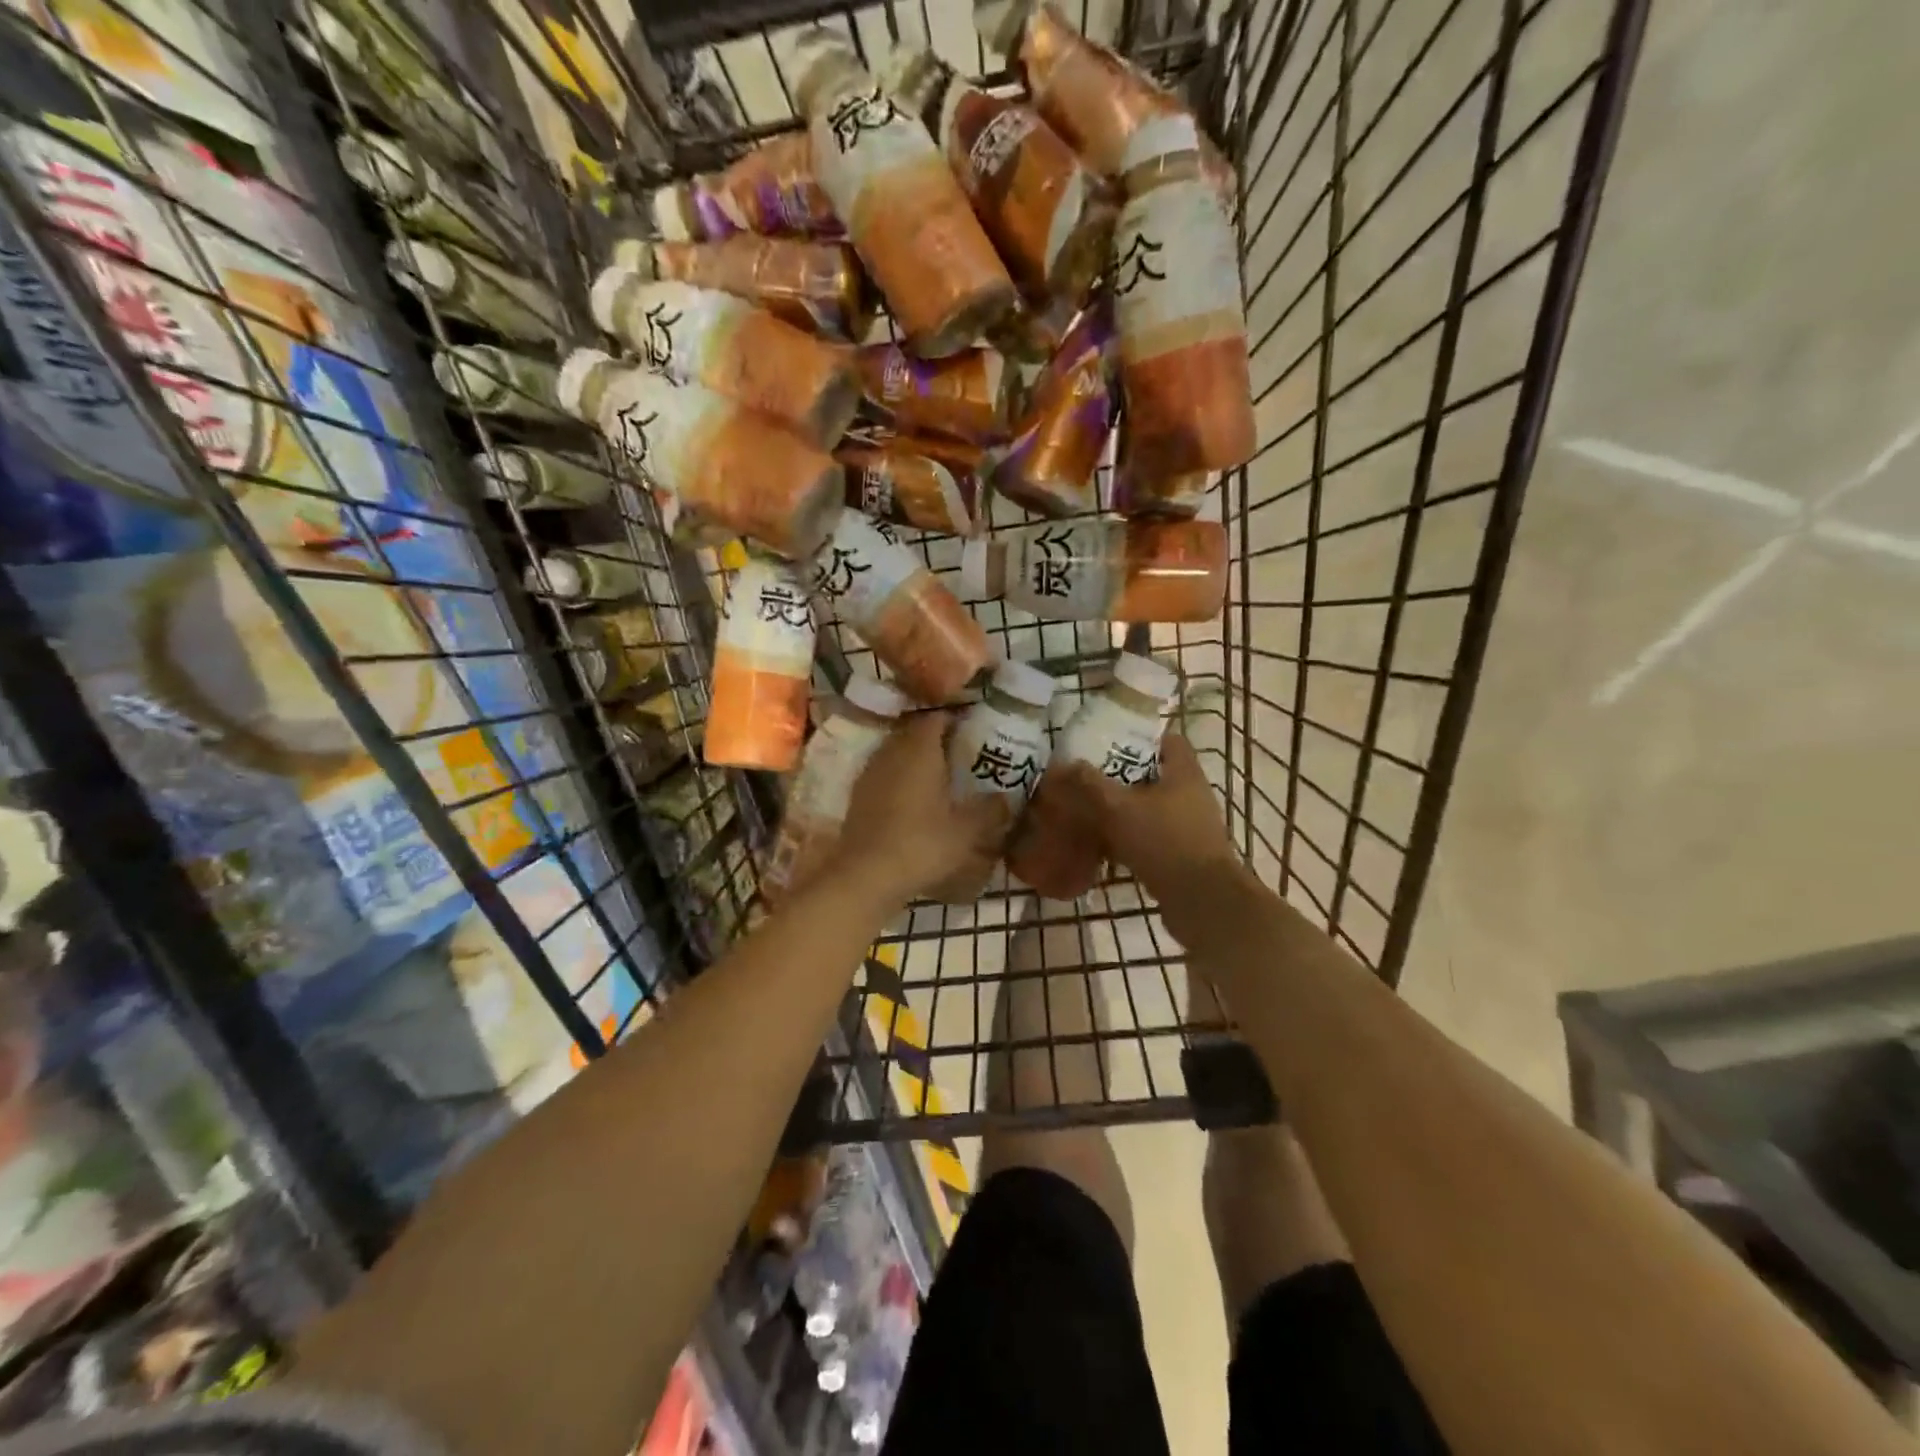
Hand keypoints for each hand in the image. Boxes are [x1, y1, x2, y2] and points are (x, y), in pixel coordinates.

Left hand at [829, 711, 1012, 907]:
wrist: (866, 874)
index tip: (973, 729)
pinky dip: (899, 778)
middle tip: (960, 752)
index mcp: (920, 749)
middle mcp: (892, 751)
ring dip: (915, 758)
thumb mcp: (967, 830)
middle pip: (914, 732)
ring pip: (897, 752)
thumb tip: (1007, 798)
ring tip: (939, 776)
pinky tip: (913, 799)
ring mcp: (871, 772)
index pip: (936, 717)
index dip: (955, 719)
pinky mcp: (858, 795)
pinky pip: (884, 774)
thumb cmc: (922, 844)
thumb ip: (990, 810)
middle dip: (936, 738)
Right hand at [1053, 735, 1247, 939]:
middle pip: (1153, 774)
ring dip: (1122, 808)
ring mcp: (1188, 826)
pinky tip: (1100, 845)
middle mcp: (1191, 795)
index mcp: (1183, 772)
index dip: (1138, 735)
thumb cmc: (1165, 843)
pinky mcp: (1181, 854)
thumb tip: (1061, 765)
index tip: (1106, 739)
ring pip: (1149, 807)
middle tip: (1086, 775)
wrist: (1203, 902)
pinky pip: (1149, 836)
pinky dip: (1127, 837)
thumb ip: (1090, 784)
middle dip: (1120, 774)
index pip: (1166, 739)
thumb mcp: (1119, 808)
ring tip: (1087, 808)